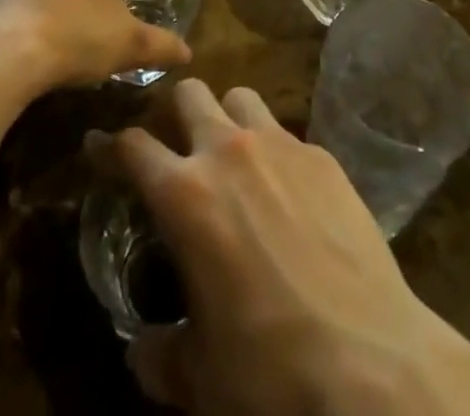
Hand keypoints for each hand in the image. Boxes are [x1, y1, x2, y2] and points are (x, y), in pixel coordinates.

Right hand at [113, 81, 469, 415]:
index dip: (109, 144)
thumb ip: (158, 355)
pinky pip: (286, 132)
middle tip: (174, 146)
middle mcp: (228, 151)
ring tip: (231, 155)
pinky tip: (286, 190)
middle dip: (173, 113)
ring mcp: (280, 145)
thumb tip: (142, 349)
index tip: (98, 145)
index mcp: (185, 195)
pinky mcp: (323, 155)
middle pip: (189, 94)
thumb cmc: (270, 369)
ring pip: (240, 97)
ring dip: (226, 117)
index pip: (133, 145)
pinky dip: (274, 150)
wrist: (370, 361)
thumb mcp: (199, 376)